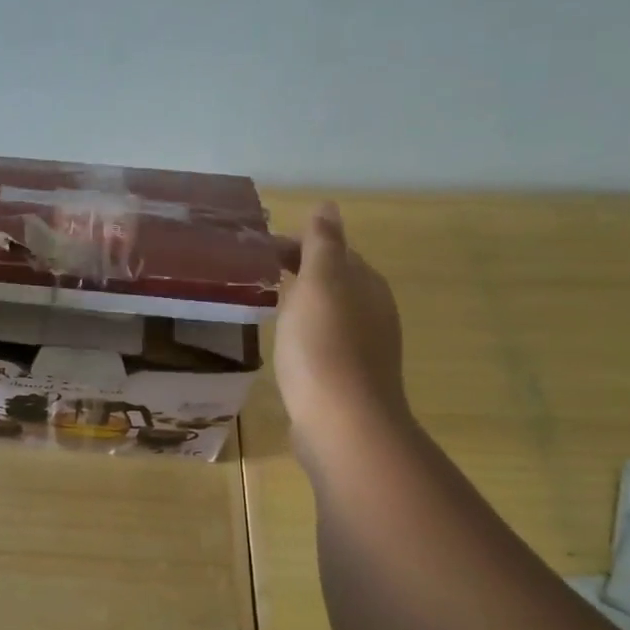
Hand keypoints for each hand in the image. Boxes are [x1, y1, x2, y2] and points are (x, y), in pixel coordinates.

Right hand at [273, 202, 411, 461]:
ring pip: (330, 313)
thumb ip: (322, 244)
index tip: (258, 252)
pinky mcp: (349, 379)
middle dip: (300, 272)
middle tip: (257, 275)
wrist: (341, 423)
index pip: (333, 250)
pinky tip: (288, 346)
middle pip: (334, 281)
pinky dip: (306, 334)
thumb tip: (328, 206)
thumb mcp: (319, 283)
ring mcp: (364, 349)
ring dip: (303, 304)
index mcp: (366, 284)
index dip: (298, 245)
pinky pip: (325, 343)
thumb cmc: (324, 346)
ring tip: (268, 306)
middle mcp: (373, 312)